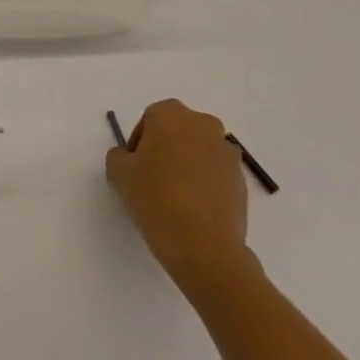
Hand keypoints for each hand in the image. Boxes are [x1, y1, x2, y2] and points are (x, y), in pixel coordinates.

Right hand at [106, 98, 249, 290]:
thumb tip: (127, 156)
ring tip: (175, 197)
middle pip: (178, 131)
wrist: (204, 245)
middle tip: (151, 179)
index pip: (150, 119)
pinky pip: (216, 173)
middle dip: (165, 149)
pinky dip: (205, 183)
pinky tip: (194, 209)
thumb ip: (118, 157)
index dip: (139, 142)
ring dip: (187, 165)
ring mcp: (226, 151)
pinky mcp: (241, 179)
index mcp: (171, 114)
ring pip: (199, 151)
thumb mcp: (119, 175)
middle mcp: (203, 123)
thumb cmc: (156, 198)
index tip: (133, 168)